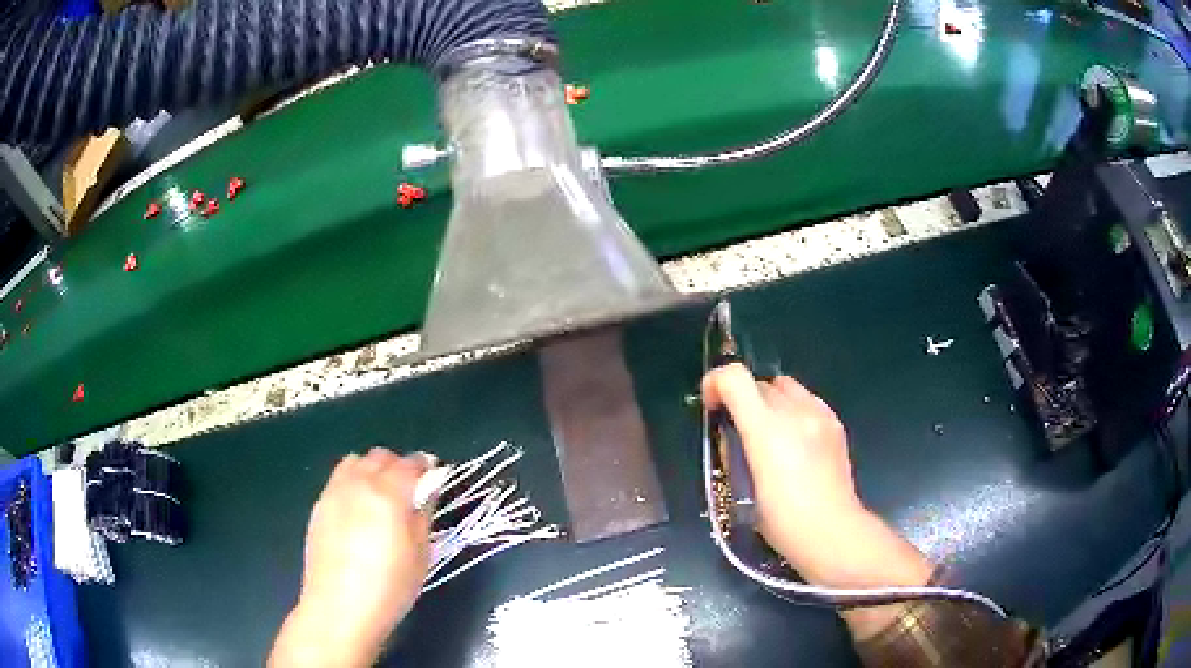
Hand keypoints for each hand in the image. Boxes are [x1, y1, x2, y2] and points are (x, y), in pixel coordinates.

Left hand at [269, 448, 436, 666]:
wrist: (339, 608)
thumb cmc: (390, 587)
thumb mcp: (420, 555)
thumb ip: (423, 515)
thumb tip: (429, 488)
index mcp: (388, 494)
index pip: (409, 464)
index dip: (425, 466)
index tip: (434, 476)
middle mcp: (358, 484)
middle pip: (380, 456)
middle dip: (397, 465)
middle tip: (410, 489)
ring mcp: (334, 493)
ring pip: (355, 462)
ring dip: (371, 469)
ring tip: (381, 496)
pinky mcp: (318, 506)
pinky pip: (338, 480)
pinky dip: (353, 482)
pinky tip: (359, 511)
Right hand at [702, 364, 931, 637]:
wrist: (831, 532)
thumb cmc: (782, 521)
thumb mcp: (744, 488)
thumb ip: (736, 451)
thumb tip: (732, 434)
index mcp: (766, 430)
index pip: (734, 378)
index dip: (715, 383)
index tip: (711, 407)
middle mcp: (794, 412)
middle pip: (759, 381)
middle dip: (743, 398)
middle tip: (740, 429)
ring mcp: (819, 414)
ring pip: (785, 386)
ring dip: (770, 402)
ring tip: (771, 434)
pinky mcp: (836, 423)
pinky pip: (808, 401)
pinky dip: (794, 411)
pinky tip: (796, 441)